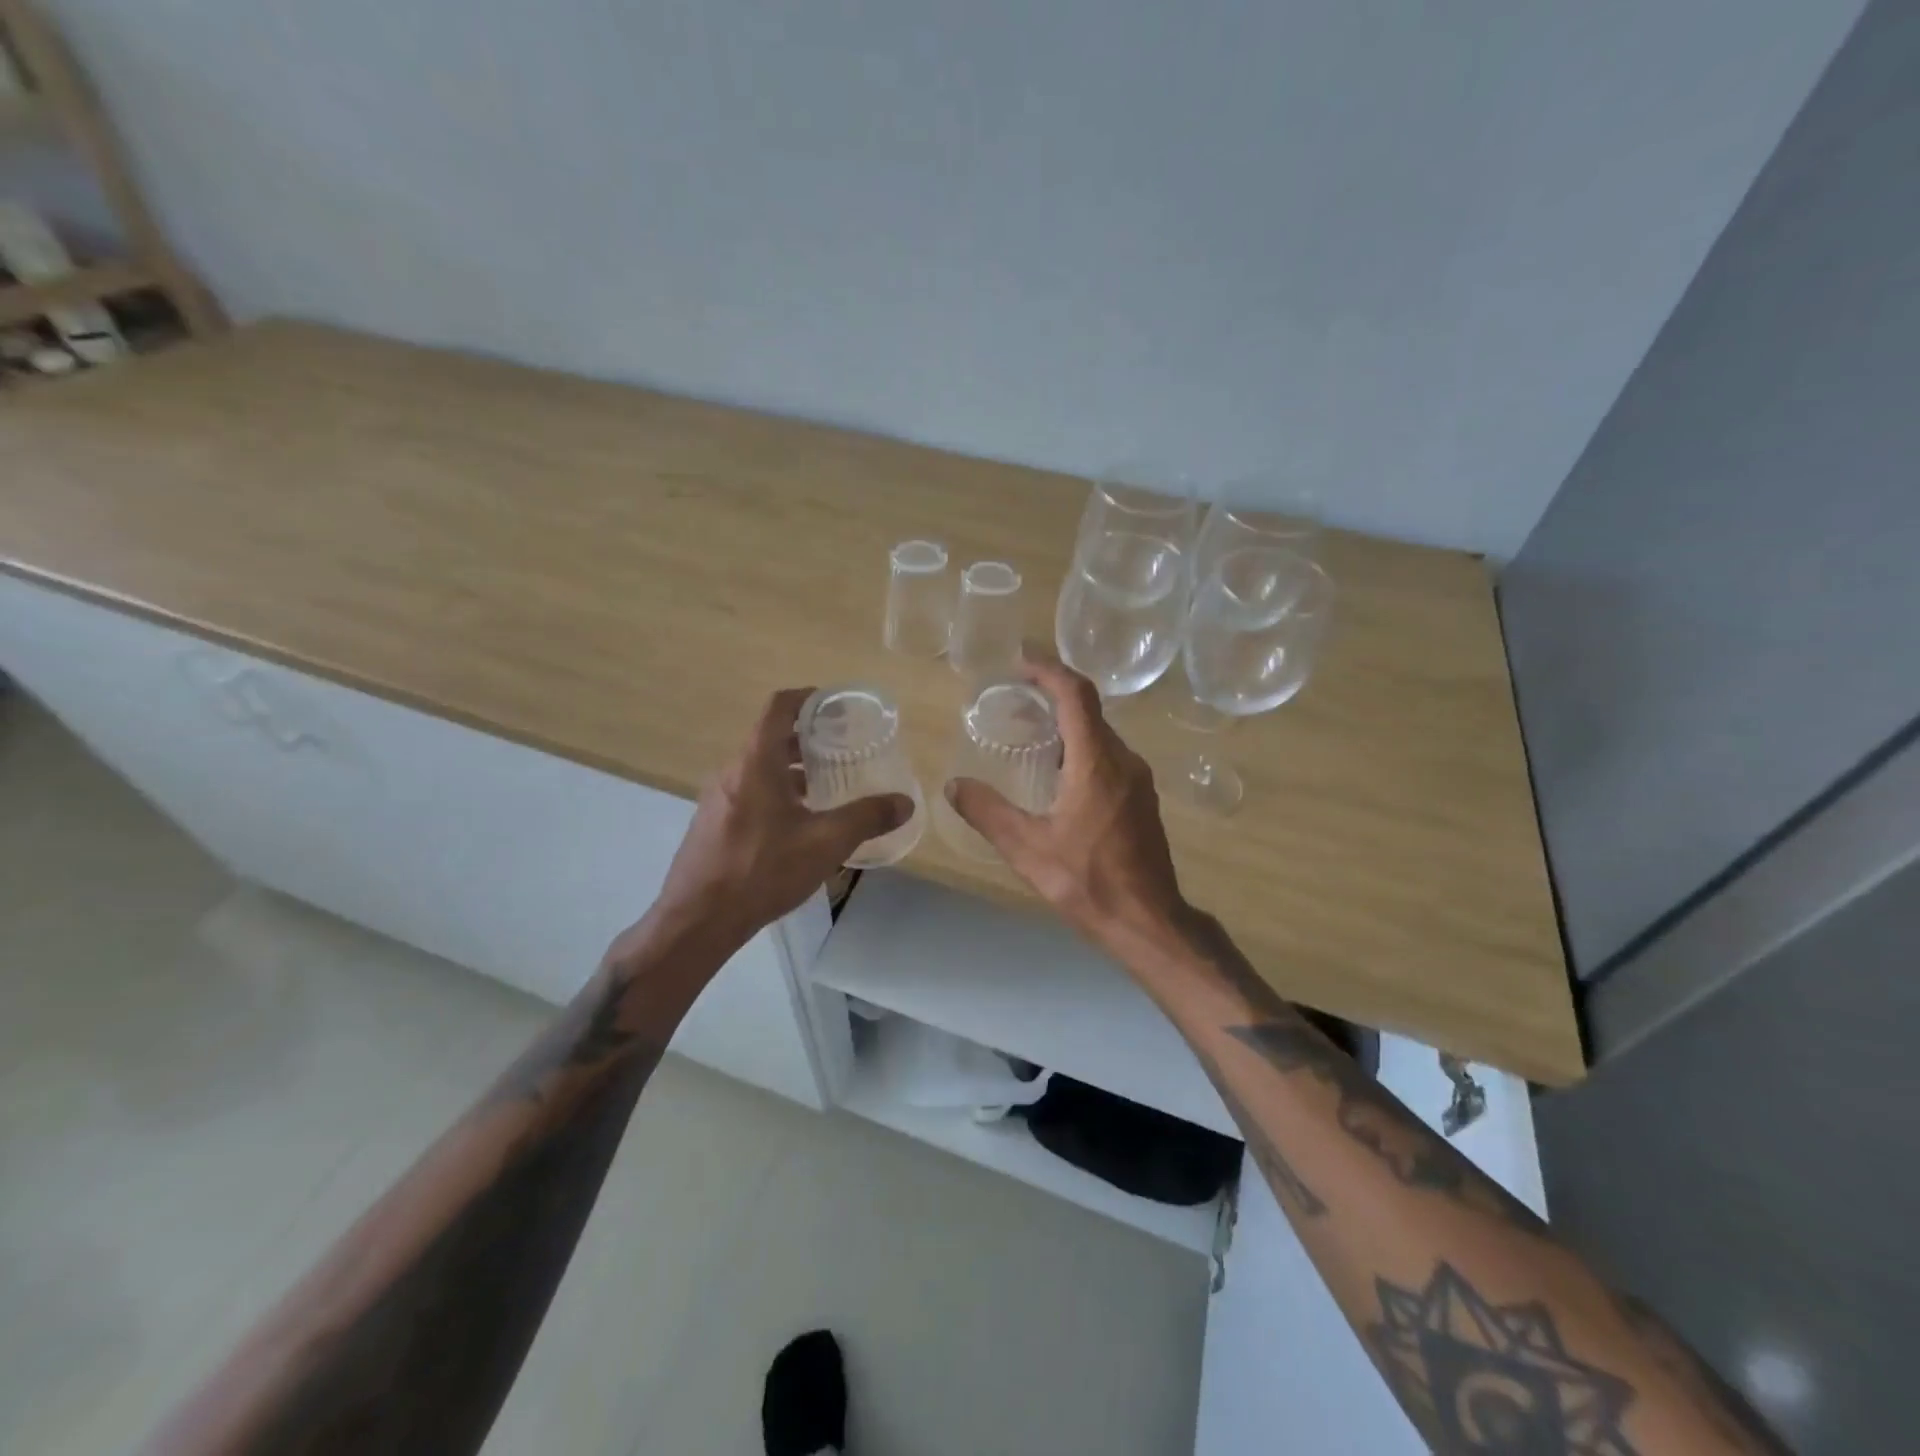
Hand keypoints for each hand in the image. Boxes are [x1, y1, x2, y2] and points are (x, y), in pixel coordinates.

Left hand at [639, 688, 912, 960]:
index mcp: (756, 763)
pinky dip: (777, 790)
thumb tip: (904, 802)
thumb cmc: (762, 870)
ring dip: (792, 768)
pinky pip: (749, 791)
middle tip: (843, 747)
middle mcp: (732, 771)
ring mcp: (718, 798)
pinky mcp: (713, 823)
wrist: (697, 920)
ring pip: (760, 767)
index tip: (836, 705)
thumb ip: (867, 818)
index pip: (778, 707)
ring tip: (827, 784)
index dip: (807, 698)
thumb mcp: (825, 843)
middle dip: (807, 737)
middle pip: (770, 737)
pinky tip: (799, 822)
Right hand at [946, 655, 1188, 950]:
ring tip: (1028, 731)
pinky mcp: (1141, 799)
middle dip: (1051, 695)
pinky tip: (1056, 773)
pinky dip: (1080, 748)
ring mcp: (1138, 780)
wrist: (1147, 921)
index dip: (1048, 669)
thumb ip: (987, 812)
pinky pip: (1108, 756)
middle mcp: (1123, 760)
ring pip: (1099, 734)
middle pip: (1088, 710)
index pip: (1075, 694)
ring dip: (1066, 724)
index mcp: (1096, 762)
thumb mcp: (1027, 848)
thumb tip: (953, 785)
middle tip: (1012, 698)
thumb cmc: (1088, 882)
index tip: (1020, 659)